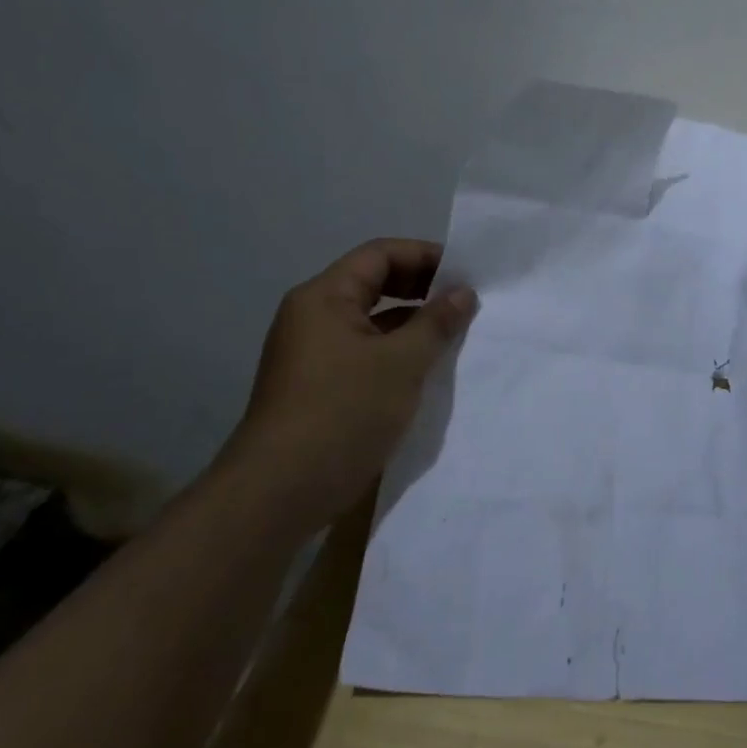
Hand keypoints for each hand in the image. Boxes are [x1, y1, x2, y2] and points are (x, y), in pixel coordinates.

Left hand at [214, 238, 476, 534]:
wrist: (279, 493)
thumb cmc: (343, 413)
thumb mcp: (402, 363)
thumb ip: (437, 322)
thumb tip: (463, 293)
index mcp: (325, 297)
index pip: (380, 254)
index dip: (426, 256)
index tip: (468, 273)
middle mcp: (314, 316)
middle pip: (374, 283)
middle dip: (422, 288)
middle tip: (466, 302)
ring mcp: (313, 353)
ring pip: (372, 320)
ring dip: (413, 322)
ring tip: (456, 334)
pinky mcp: (319, 385)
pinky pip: (365, 351)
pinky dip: (397, 351)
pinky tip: (428, 368)